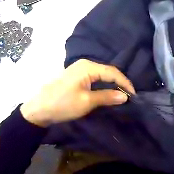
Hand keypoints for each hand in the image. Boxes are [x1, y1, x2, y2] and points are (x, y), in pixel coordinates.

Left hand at [20, 59, 134, 126]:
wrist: (39, 109)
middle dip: (119, 83)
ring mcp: (79, 70)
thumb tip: (125, 96)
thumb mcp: (87, 102)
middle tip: (129, 96)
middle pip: (107, 71)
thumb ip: (107, 96)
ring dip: (111, 84)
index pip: (112, 72)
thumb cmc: (63, 104)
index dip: (125, 83)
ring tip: (120, 95)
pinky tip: (107, 92)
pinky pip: (94, 78)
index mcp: (88, 67)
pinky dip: (102, 85)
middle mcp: (84, 64)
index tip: (134, 95)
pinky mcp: (75, 77)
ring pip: (101, 75)